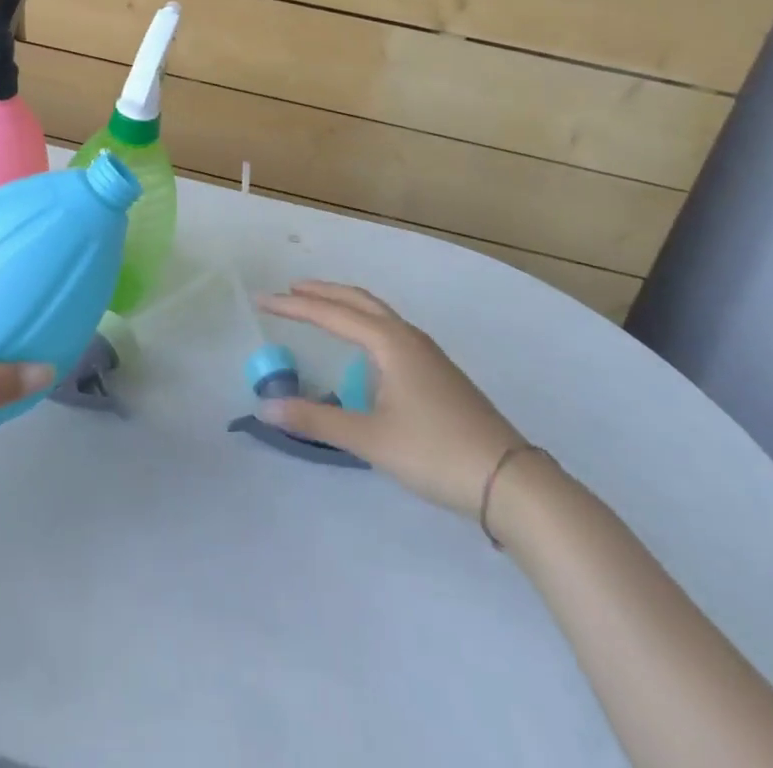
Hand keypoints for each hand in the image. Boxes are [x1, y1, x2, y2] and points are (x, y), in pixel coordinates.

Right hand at [257, 281, 522, 518]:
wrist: (511, 482)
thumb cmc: (435, 452)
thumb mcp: (369, 438)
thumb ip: (315, 420)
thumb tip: (264, 407)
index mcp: (390, 342)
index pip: (331, 314)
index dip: (293, 306)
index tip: (262, 300)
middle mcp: (408, 337)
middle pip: (358, 300)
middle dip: (322, 292)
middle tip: (289, 290)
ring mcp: (428, 354)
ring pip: (378, 314)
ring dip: (345, 305)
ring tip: (320, 309)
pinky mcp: (438, 373)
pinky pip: (390, 330)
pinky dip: (364, 323)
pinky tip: (363, 348)